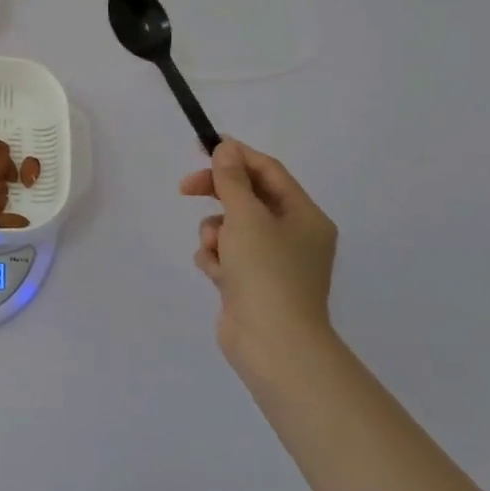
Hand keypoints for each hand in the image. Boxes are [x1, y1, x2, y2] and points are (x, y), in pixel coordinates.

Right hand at [180, 139, 337, 374]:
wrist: (273, 344)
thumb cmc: (267, 272)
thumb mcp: (246, 217)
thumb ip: (231, 180)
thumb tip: (225, 149)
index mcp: (304, 216)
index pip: (268, 172)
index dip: (236, 156)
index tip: (202, 147)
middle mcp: (293, 236)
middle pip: (248, 198)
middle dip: (217, 193)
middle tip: (185, 188)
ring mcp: (272, 262)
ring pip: (231, 228)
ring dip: (214, 232)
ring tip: (215, 249)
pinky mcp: (251, 284)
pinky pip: (225, 255)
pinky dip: (215, 259)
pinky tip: (216, 274)